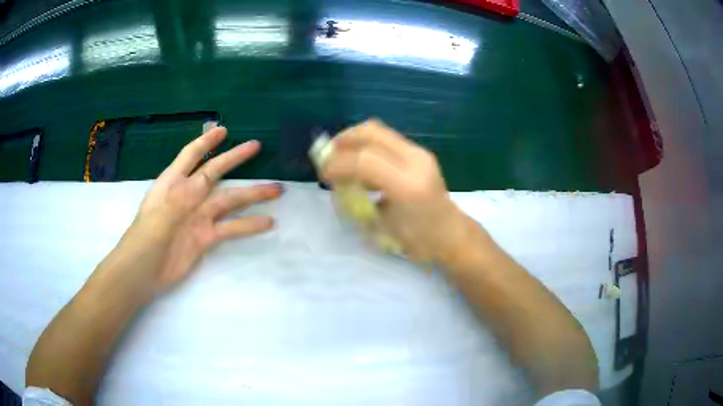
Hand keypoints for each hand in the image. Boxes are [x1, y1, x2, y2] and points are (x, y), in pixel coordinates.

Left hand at [125, 126, 280, 290]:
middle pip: (215, 173)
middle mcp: (188, 196)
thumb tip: (203, 181)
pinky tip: (268, 223)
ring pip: (229, 201)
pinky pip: (231, 229)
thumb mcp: (159, 215)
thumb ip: (181, 198)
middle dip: (234, 159)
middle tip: (256, 146)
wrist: (144, 273)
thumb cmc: (145, 240)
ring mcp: (199, 217)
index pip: (191, 155)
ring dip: (252, 194)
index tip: (224, 130)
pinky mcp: (206, 238)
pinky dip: (249, 225)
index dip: (207, 141)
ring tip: (276, 190)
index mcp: (173, 183)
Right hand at [320, 119, 473, 263]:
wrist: (452, 234)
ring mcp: (420, 153)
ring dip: (354, 139)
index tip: (323, 174)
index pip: (365, 161)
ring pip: (379, 131)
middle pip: (371, 133)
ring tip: (340, 155)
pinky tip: (360, 160)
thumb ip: (359, 202)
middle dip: (343, 140)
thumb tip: (338, 183)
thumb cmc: (418, 241)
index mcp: (407, 186)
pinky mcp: (420, 153)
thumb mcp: (383, 228)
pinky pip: (386, 139)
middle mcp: (415, 161)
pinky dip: (366, 144)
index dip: (337, 164)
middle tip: (328, 155)